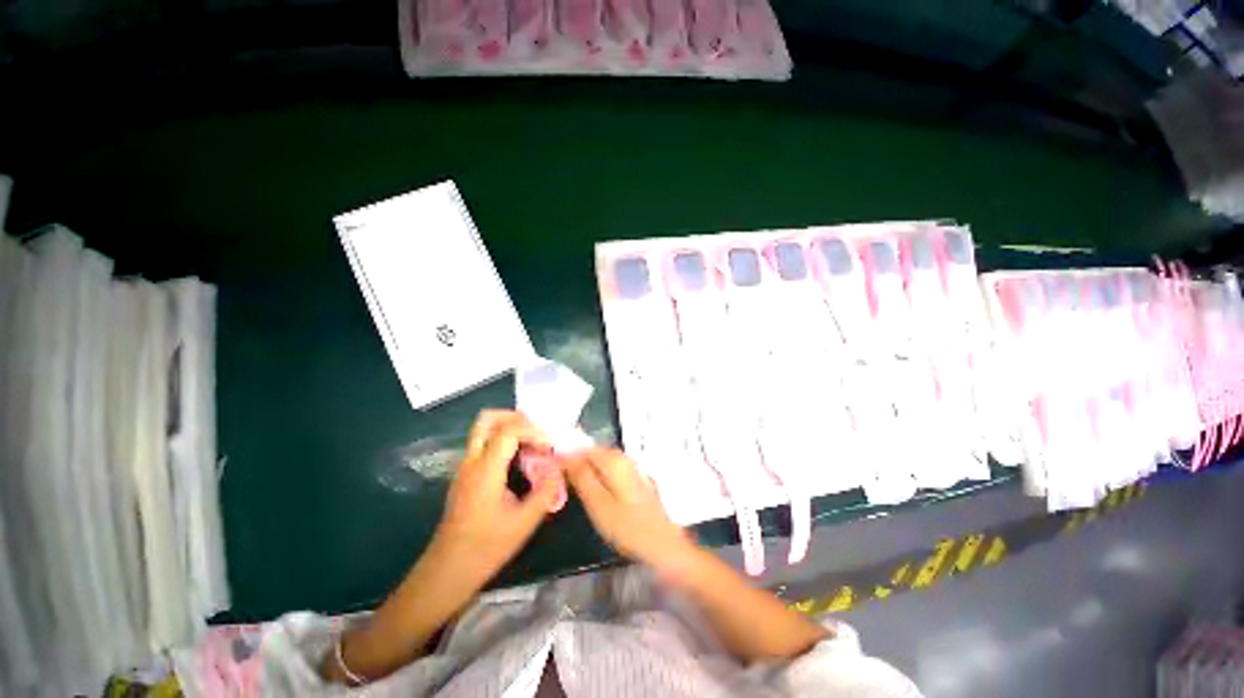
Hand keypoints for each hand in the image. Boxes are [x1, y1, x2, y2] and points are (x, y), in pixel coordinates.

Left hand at [432, 410, 562, 583]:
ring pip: (484, 429)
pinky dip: (504, 440)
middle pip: (488, 419)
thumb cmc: (486, 548)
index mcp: (485, 470)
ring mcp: (465, 467)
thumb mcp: (524, 522)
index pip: (508, 431)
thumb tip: (559, 467)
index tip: (550, 446)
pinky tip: (520, 459)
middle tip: (537, 433)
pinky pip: (484, 443)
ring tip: (532, 445)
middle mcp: (472, 461)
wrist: (447, 571)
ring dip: (510, 428)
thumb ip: (546, 491)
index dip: (533, 431)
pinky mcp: (466, 475)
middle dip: (516, 417)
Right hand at [563, 448, 692, 570]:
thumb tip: (564, 456)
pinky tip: (595, 491)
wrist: (662, 543)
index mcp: (614, 460)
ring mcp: (632, 467)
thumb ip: (581, 477)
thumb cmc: (627, 526)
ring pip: (602, 461)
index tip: (551, 468)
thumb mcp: (598, 503)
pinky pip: (611, 470)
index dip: (566, 456)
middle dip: (577, 462)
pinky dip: (599, 476)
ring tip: (574, 486)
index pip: (583, 449)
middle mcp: (624, 458)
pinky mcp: (636, 479)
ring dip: (587, 469)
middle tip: (561, 479)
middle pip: (594, 452)